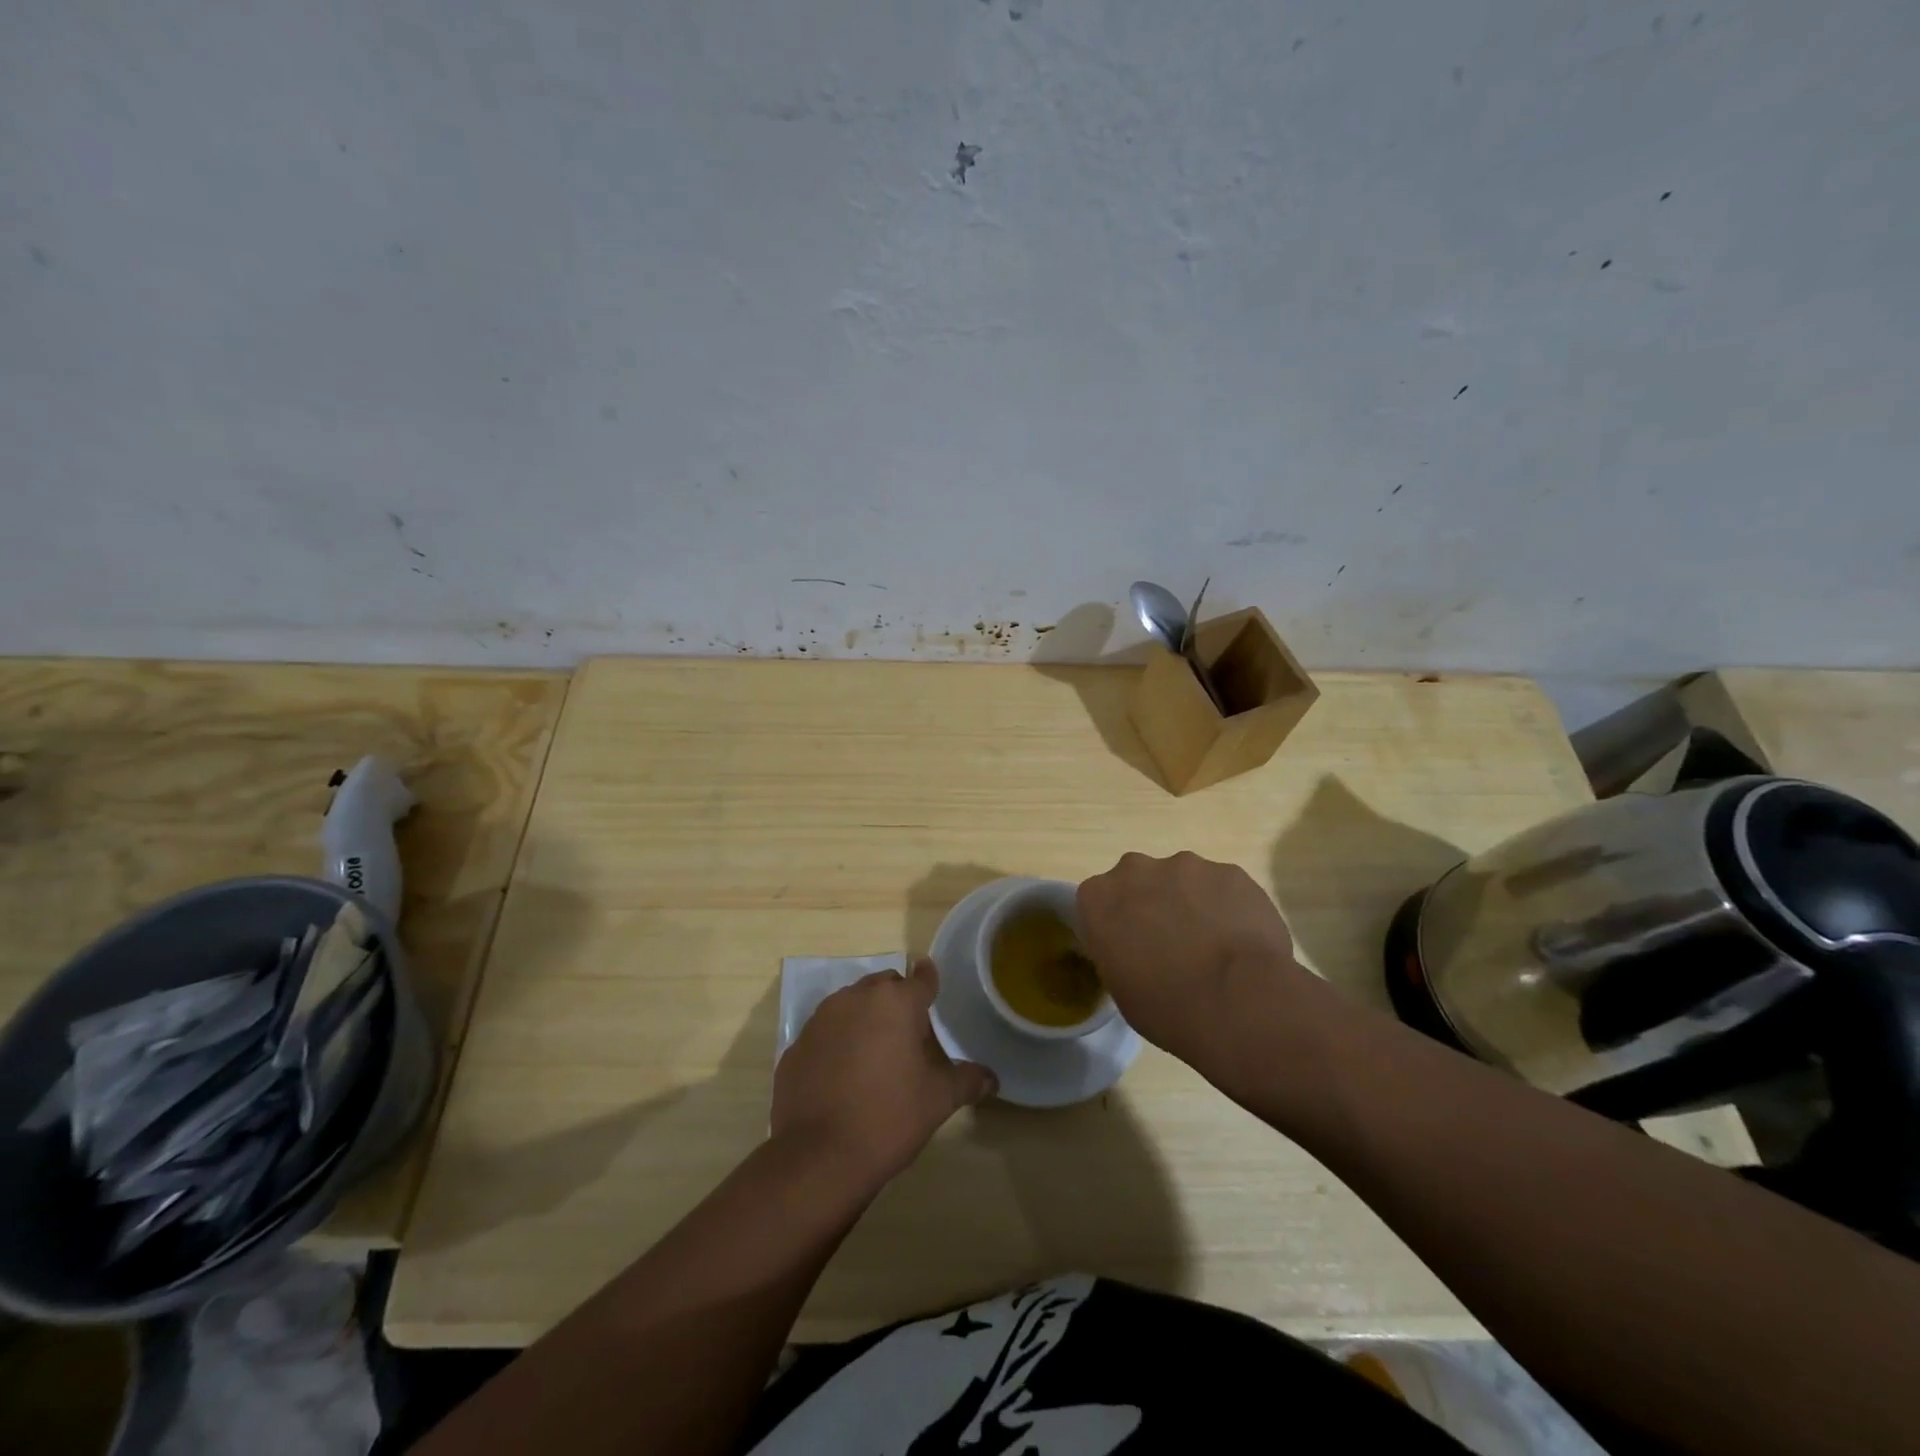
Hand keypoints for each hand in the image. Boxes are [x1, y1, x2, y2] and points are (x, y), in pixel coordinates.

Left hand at [771, 958, 996, 1193]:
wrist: (818, 1157)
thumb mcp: (938, 1100)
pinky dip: (836, 1044)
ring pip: (851, 1005)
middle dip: (897, 1002)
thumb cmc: (889, 1118)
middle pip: (883, 986)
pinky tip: (842, 1077)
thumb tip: (991, 1078)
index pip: (921, 978)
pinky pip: (825, 1033)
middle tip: (908, 1035)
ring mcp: (820, 1019)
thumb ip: (967, 1080)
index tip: (933, 986)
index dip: (930, 982)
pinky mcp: (796, 1045)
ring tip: (875, 1055)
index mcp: (895, 1002)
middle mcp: (856, 998)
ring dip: (865, 1018)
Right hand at [1077, 851, 1316, 1077]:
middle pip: (1138, 880)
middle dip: (1152, 904)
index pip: (1097, 901)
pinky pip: (1222, 886)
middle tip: (1171, 944)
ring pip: (1184, 880)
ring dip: (1191, 903)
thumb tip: (1135, 948)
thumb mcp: (1120, 988)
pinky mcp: (1230, 871)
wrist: (1241, 1002)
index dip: (1116, 924)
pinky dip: (1228, 906)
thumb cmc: (1168, 1007)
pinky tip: (1242, 940)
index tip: (1131, 948)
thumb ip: (1118, 951)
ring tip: (1214, 945)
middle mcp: (1136, 870)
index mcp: (1099, 897)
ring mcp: (1186, 866)